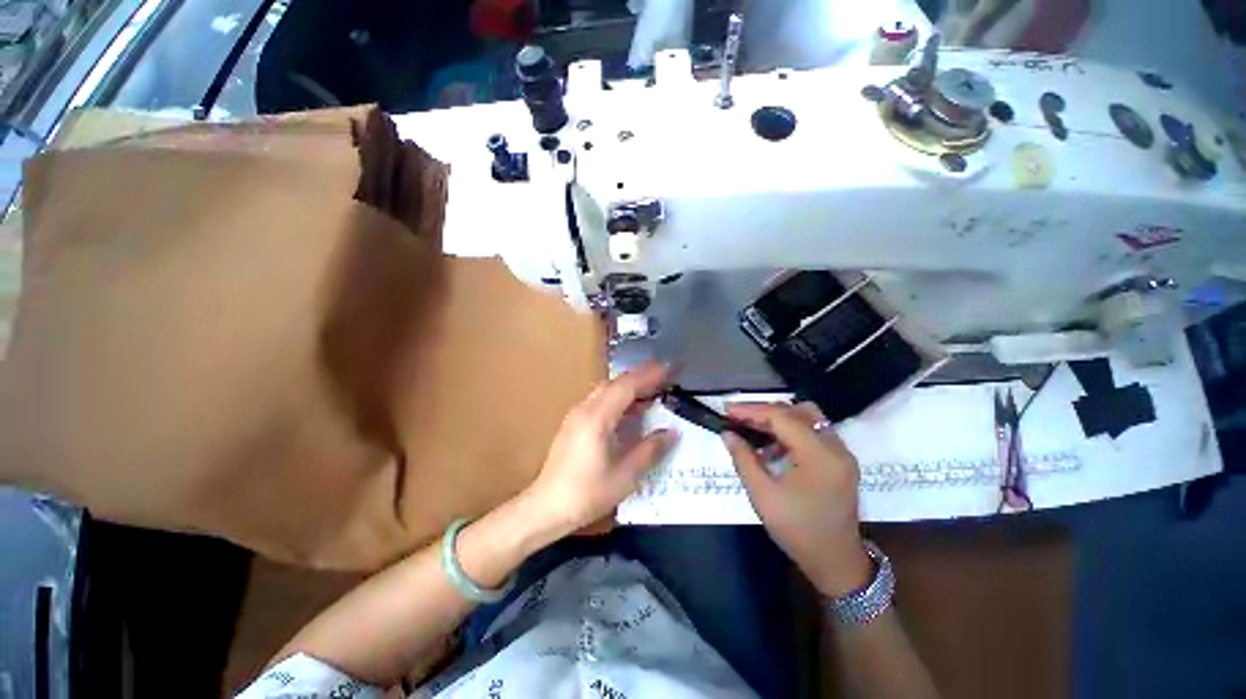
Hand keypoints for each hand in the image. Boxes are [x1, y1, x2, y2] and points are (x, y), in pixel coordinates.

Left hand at [521, 362, 677, 540]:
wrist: (545, 507)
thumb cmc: (586, 494)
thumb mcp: (625, 476)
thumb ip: (650, 450)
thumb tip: (672, 433)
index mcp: (597, 418)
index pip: (626, 386)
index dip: (649, 375)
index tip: (669, 368)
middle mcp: (585, 409)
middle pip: (615, 383)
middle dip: (640, 378)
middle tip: (665, 378)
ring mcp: (576, 415)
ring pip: (606, 390)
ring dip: (629, 388)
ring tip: (652, 392)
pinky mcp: (573, 424)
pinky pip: (599, 401)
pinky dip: (618, 399)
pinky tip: (630, 411)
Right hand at [722, 403, 871, 596]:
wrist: (835, 561)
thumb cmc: (796, 530)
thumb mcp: (762, 495)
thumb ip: (743, 459)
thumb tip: (727, 433)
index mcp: (818, 455)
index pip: (782, 417)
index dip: (752, 410)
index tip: (728, 411)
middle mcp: (835, 447)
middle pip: (797, 411)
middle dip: (764, 411)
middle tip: (738, 418)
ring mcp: (842, 453)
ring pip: (808, 418)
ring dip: (779, 419)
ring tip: (753, 429)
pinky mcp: (841, 460)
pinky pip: (814, 432)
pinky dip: (791, 431)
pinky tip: (773, 446)